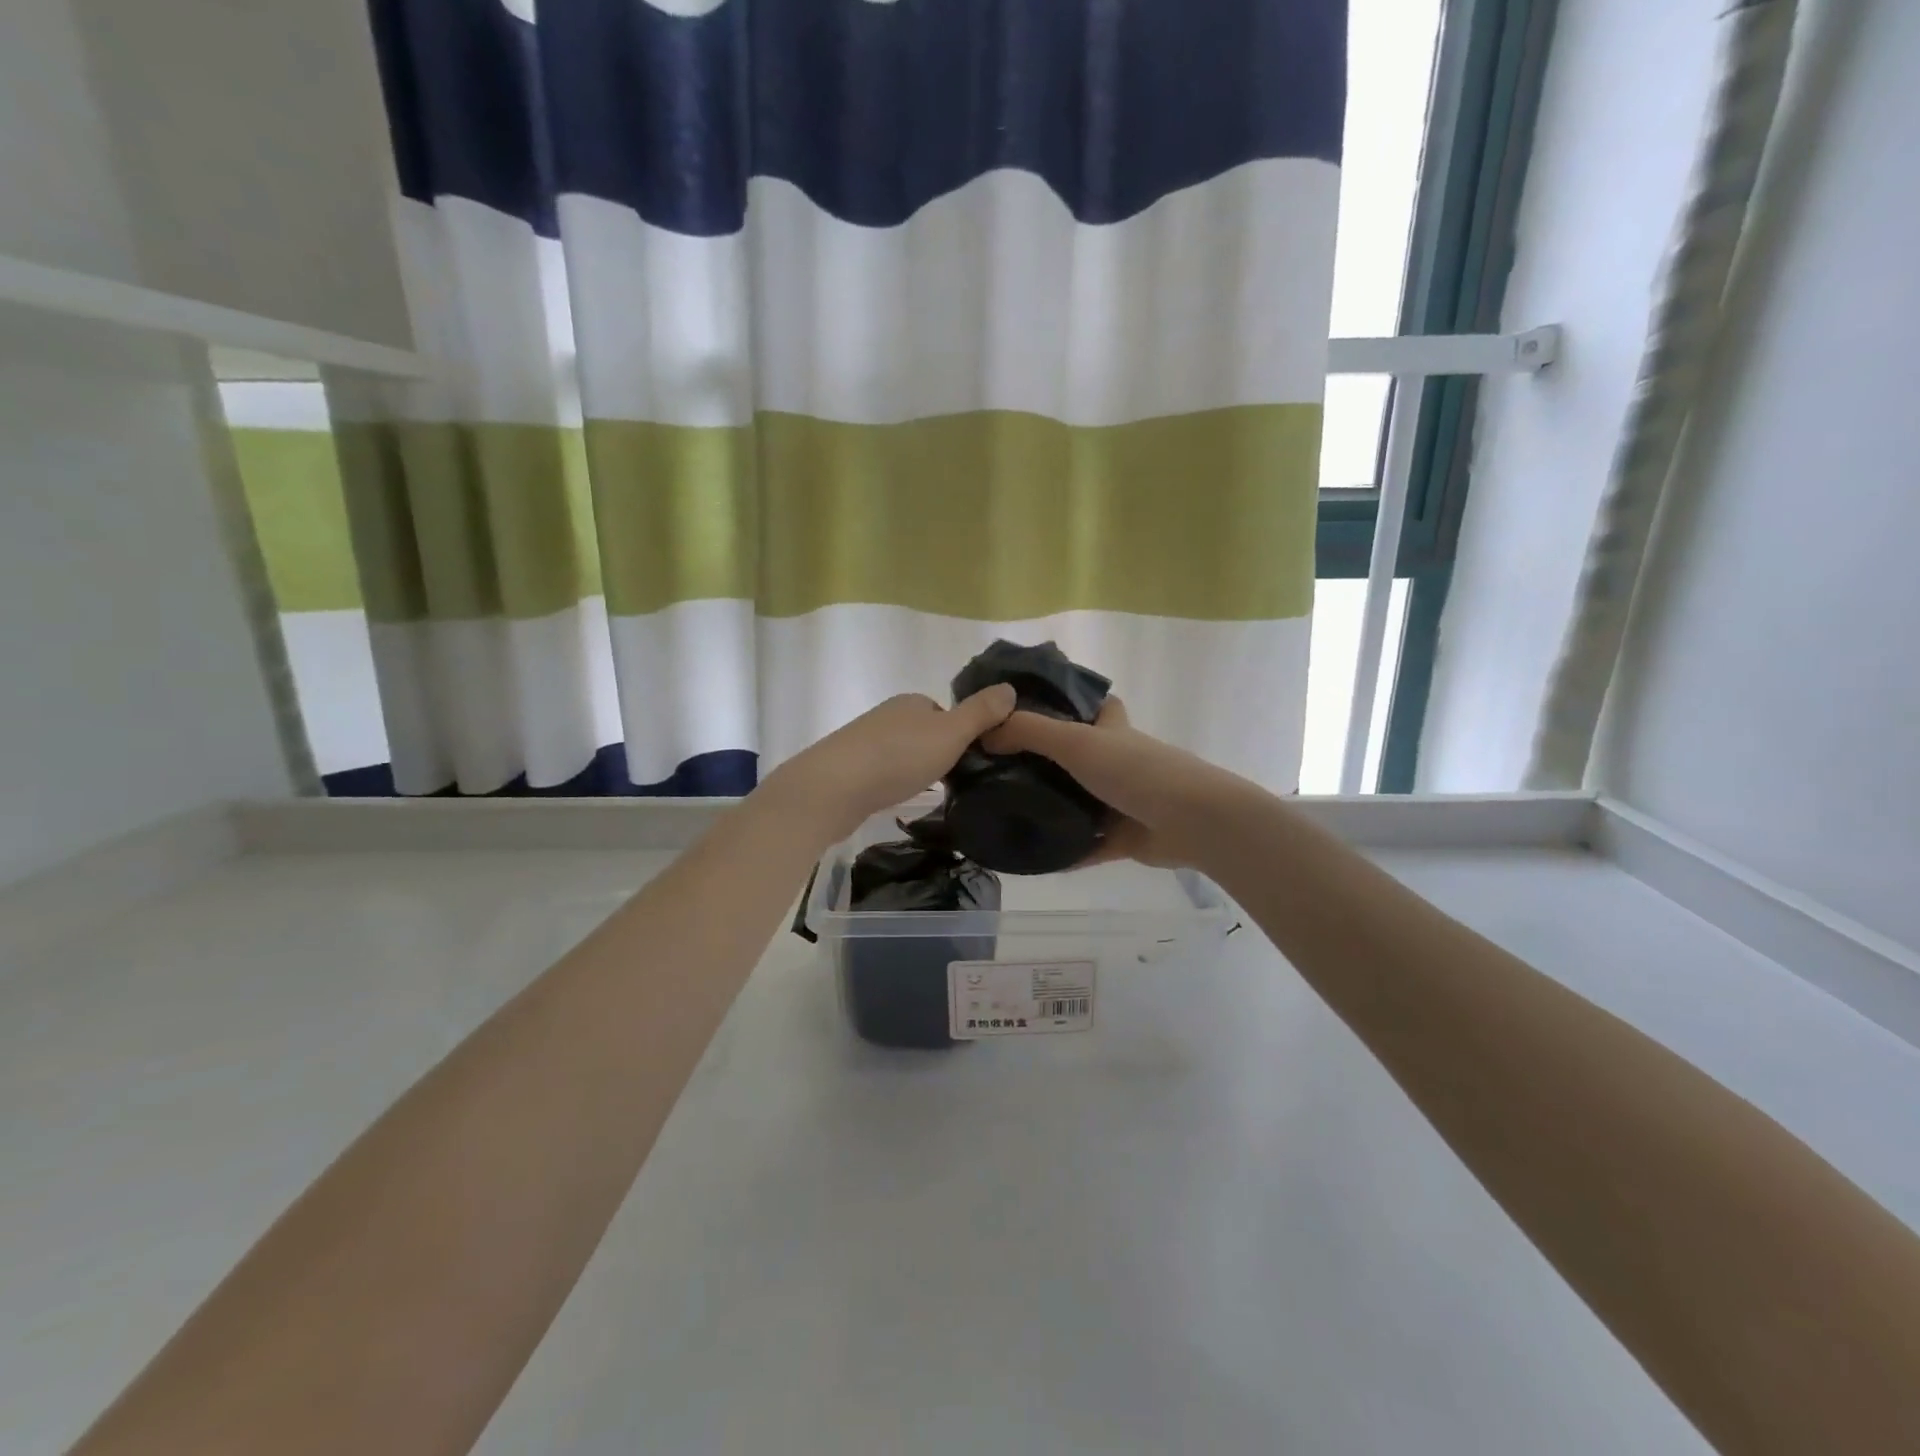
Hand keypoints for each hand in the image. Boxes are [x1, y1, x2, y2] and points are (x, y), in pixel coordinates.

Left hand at [762, 686, 1017, 839]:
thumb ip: (981, 713)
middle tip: (955, 782)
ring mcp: (864, 741)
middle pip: (924, 732)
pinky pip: (882, 772)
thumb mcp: (950, 733)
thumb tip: (1010, 688)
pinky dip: (894, 782)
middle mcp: (887, 715)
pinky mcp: (848, 769)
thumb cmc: (898, 757)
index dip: (962, 734)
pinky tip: (897, 799)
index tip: (974, 761)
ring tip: (929, 794)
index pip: (946, 713)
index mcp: (912, 702)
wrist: (833, 788)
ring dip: (915, 769)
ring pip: (902, 753)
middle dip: (938, 753)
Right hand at [980, 697, 1254, 869]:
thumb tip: (985, 734)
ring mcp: (1121, 800)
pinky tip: (1029, 856)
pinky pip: (1085, 845)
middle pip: (1077, 756)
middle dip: (1044, 761)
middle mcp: (1117, 761)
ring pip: (1079, 801)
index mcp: (1111, 730)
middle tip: (998, 769)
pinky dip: (1063, 851)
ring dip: (1050, 806)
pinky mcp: (1123, 837)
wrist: (1192, 821)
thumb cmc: (1135, 770)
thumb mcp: (1076, 742)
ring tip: (1002, 810)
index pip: (1091, 705)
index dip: (1066, 703)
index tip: (1027, 712)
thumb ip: (1029, 733)